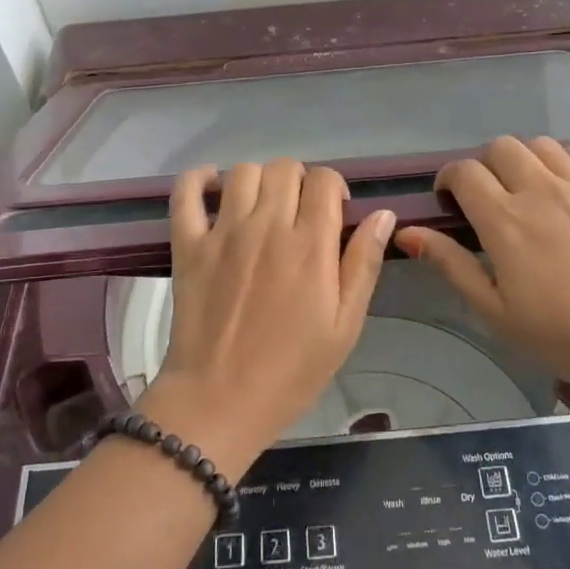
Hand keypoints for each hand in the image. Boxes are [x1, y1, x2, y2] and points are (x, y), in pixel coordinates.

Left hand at [139, 160, 395, 476]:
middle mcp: (266, 226)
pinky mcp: (188, 244)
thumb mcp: (344, 326)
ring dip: (258, 180)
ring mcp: (222, 232)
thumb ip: (363, 264)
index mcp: (310, 245)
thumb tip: (383, 214)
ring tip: (261, 207)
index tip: (333, 213)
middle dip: (299, 181)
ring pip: (243, 171)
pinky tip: (212, 189)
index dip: (333, 188)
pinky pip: (186, 192)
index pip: (324, 180)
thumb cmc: (291, 370)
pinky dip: (198, 179)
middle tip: (299, 213)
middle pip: (285, 167)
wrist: (219, 401)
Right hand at [396, 136, 569, 402]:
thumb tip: (406, 231)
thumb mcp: (494, 311)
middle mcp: (540, 189)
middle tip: (489, 198)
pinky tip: (567, 186)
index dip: (449, 179)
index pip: (464, 172)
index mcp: (504, 219)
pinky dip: (567, 161)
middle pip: (501, 147)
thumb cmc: (562, 336)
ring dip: (524, 160)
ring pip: (541, 145)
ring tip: (527, 189)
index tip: (450, 200)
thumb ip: (451, 264)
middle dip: (485, 166)